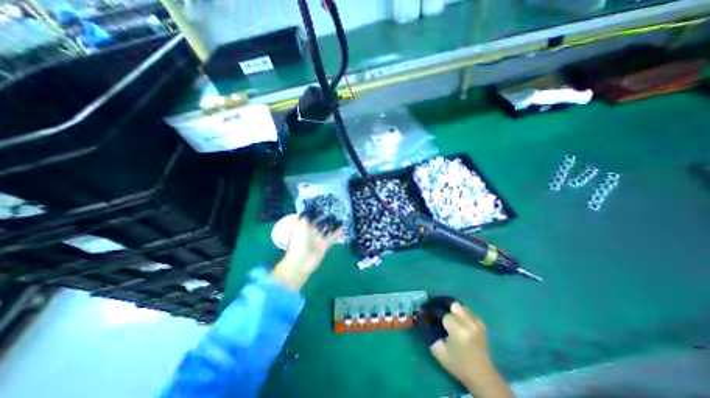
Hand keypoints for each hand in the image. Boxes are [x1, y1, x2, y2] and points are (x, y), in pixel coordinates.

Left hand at [270, 211, 344, 291]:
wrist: (301, 262)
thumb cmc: (299, 242)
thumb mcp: (301, 225)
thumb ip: (306, 216)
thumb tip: (309, 208)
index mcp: (303, 226)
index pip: (311, 216)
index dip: (316, 211)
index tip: (324, 205)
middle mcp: (311, 231)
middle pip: (320, 222)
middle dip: (326, 217)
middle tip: (335, 210)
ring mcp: (318, 238)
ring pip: (327, 229)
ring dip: (333, 224)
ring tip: (341, 217)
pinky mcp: (325, 245)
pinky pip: (332, 236)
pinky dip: (338, 232)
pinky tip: (344, 227)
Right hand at [421, 303, 510, 395]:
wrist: (482, 376)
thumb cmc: (458, 365)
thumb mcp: (439, 352)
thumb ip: (429, 334)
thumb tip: (421, 319)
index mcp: (458, 330)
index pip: (442, 313)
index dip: (433, 310)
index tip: (425, 310)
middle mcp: (468, 323)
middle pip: (453, 304)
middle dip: (443, 306)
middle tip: (436, 310)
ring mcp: (477, 323)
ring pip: (460, 306)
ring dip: (452, 309)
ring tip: (446, 314)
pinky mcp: (481, 324)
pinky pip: (468, 311)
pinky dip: (461, 312)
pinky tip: (457, 319)